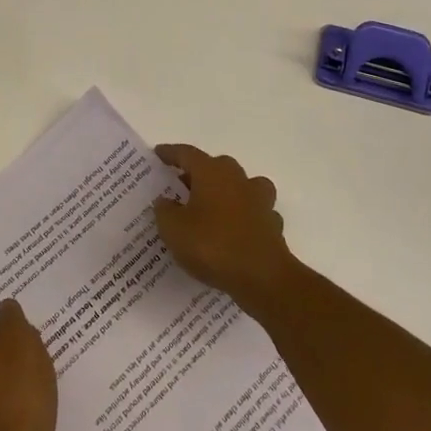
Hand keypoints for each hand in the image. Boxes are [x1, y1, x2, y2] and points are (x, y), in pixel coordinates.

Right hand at [153, 144, 297, 309]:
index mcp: (211, 172)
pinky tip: (235, 231)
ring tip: (212, 206)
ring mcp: (259, 200)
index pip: (187, 154)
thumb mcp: (173, 230)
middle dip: (198, 173)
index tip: (158, 153)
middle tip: (181, 186)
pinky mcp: (272, 224)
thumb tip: (165, 200)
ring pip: (241, 185)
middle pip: (216, 166)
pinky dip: (243, 217)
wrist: (263, 277)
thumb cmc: (212, 245)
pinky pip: (254, 213)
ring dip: (226, 192)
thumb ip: (165, 211)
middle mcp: (237, 179)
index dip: (171, 153)